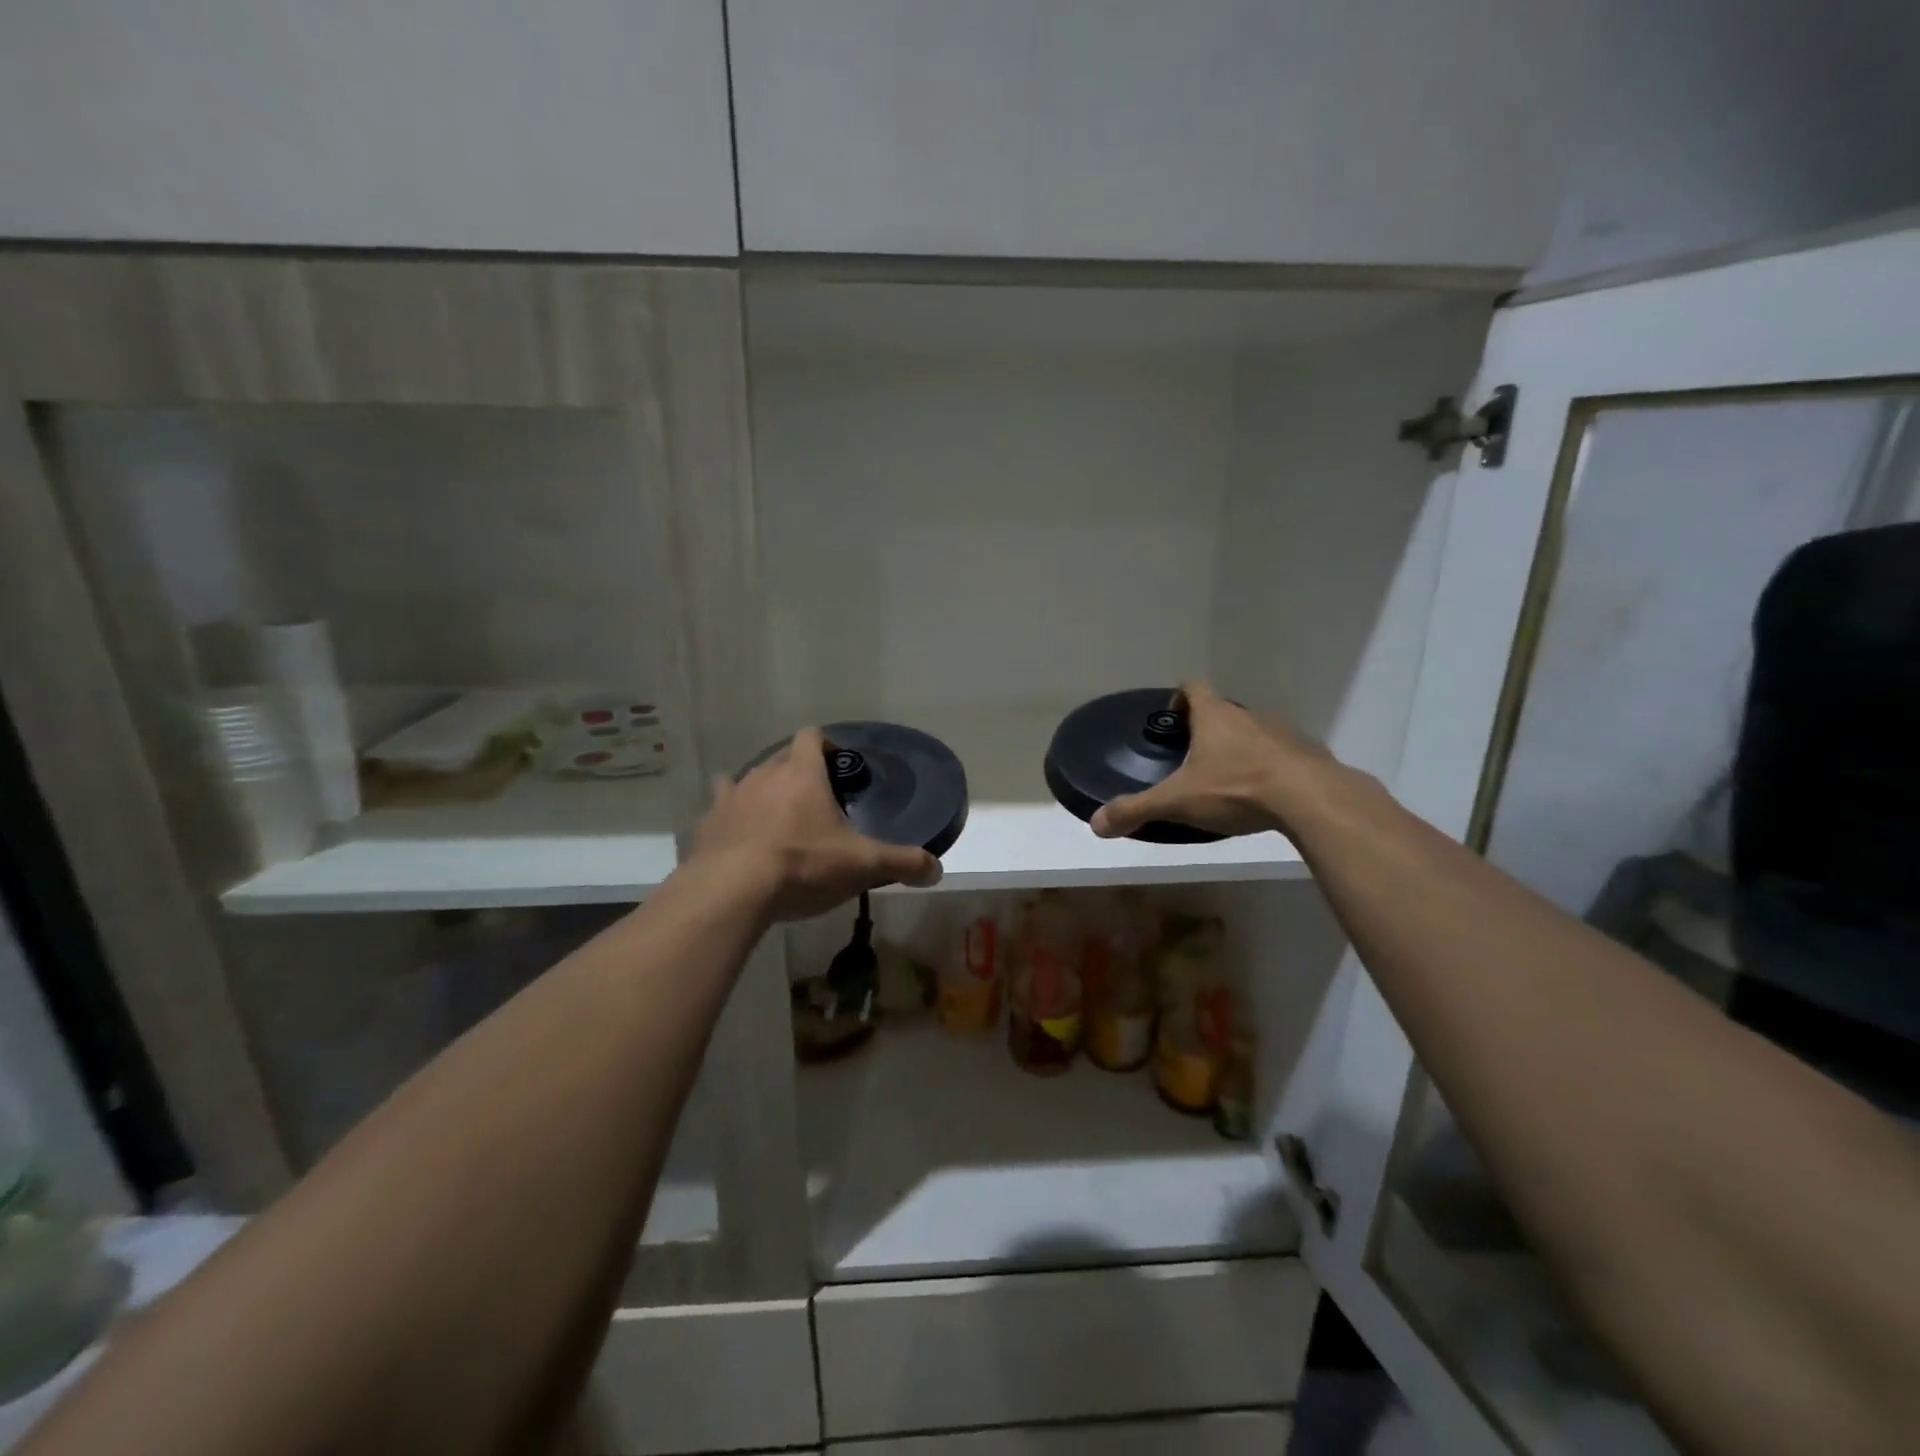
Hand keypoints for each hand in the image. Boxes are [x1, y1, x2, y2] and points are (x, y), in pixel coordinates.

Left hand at [691, 727, 941, 920]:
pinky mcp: (705, 825)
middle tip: (815, 802)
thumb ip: (903, 863)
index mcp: (801, 773)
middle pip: (780, 758)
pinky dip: (732, 821)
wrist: (730, 892)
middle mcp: (762, 774)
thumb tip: (936, 870)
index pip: (811, 736)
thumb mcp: (862, 865)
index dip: (826, 745)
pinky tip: (741, 844)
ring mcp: (729, 798)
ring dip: (761, 794)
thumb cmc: (802, 865)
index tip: (839, 766)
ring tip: (776, 821)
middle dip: (797, 772)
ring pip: (745, 781)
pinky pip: (719, 812)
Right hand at [1091, 681, 1334, 840]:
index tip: (1172, 721)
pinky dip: (1270, 768)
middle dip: (1208, 730)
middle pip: (1224, 712)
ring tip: (1229, 781)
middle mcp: (1249, 716)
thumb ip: (1136, 809)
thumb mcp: (1178, 801)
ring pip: (1254, 733)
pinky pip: (1283, 755)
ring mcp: (1283, 733)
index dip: (1179, 698)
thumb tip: (1095, 824)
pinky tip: (1266, 796)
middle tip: (1194, 760)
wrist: (1311, 799)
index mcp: (1215, 717)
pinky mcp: (1308, 755)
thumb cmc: (1236, 789)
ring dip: (1240, 749)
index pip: (1193, 687)